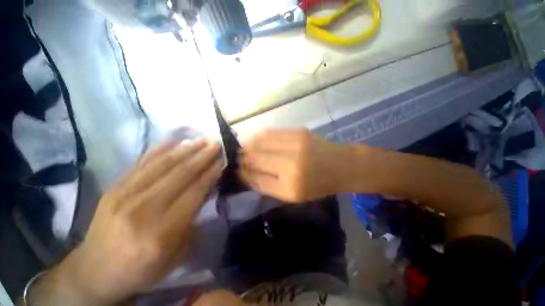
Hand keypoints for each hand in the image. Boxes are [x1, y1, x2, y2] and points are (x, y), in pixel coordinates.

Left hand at [34, 139, 223, 304]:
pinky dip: (159, 150)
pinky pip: (141, 163)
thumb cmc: (142, 268)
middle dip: (202, 156)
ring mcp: (124, 195)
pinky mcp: (113, 189)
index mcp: (162, 232)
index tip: (222, 159)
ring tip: (201, 139)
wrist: (95, 271)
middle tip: (216, 143)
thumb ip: (192, 219)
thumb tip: (204, 189)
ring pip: (162, 165)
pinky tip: (174, 141)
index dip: (211, 173)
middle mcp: (142, 210)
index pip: (194, 192)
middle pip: (180, 174)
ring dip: (186, 149)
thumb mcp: (176, 253)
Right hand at [239, 129, 375, 202]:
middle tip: (239, 159)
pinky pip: (270, 133)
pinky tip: (259, 141)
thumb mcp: (292, 195)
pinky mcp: (298, 131)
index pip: (255, 177)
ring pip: (259, 141)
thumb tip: (246, 173)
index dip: (243, 173)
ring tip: (247, 149)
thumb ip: (268, 185)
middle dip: (243, 158)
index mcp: (289, 186)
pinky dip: (260, 137)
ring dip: (249, 146)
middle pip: (255, 157)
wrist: (342, 165)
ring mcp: (294, 144)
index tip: (237, 170)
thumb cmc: (318, 185)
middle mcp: (290, 164)